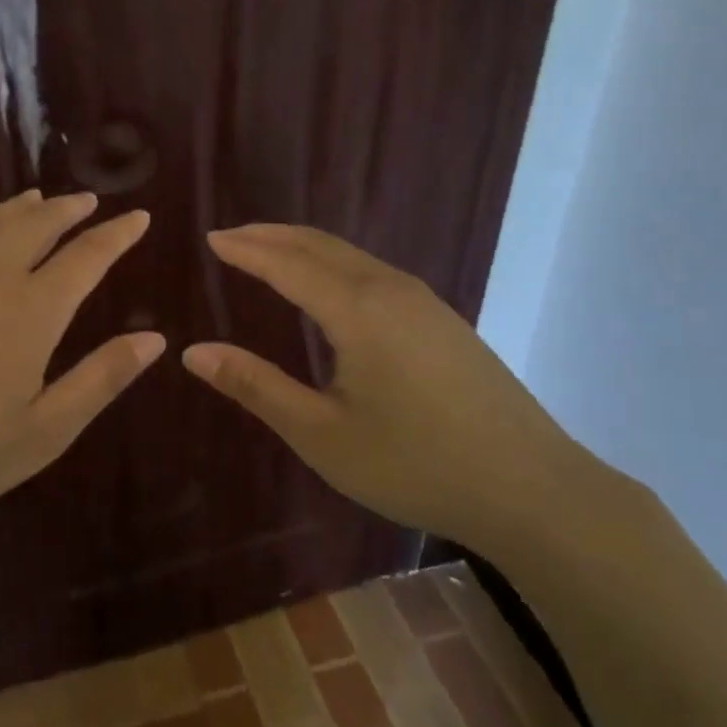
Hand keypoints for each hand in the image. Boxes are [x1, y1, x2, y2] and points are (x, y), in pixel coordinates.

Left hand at [0, 191, 163, 534]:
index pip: (87, 257)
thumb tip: (155, 339)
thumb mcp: (46, 430)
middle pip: (37, 226)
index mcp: (33, 310)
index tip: (139, 217)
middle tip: (87, 200)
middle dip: (68, 209)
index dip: (117, 235)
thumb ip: (102, 378)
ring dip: (16, 209)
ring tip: (35, 199)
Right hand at [181, 224, 601, 557]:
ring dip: (304, 246)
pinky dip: (334, 263)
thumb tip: (194, 353)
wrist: (532, 490)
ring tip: (269, 252)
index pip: (287, 263)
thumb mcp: (322, 434)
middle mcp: (390, 289)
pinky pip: (374, 271)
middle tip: (231, 237)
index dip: (246, 249)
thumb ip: (256, 387)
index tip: (211, 238)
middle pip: (320, 245)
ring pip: (351, 255)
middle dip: (271, 236)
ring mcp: (424, 301)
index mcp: (357, 310)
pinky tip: (329, 286)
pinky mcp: (443, 319)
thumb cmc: (415, 464)